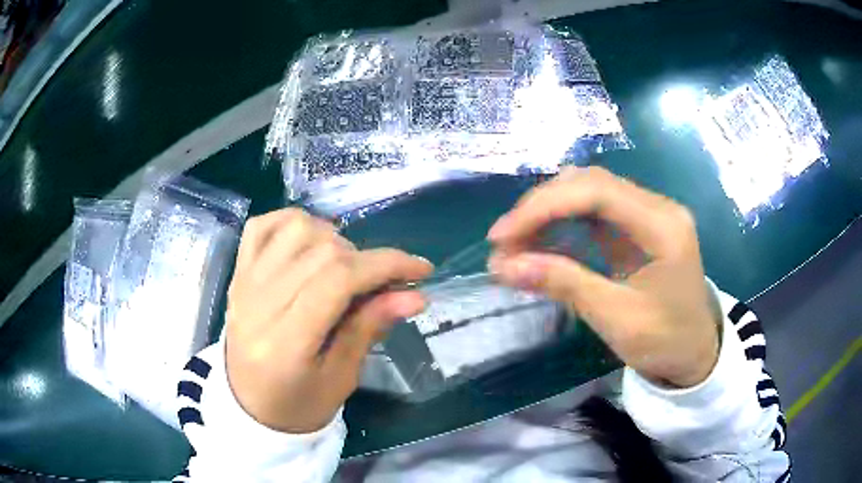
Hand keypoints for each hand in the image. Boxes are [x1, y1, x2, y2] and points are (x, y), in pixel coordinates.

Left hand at [225, 209, 432, 432]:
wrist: (249, 404)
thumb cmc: (298, 403)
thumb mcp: (342, 378)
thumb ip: (370, 329)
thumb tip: (414, 295)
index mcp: (286, 343)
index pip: (338, 280)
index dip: (386, 265)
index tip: (420, 270)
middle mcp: (258, 303)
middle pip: (321, 251)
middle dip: (367, 259)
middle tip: (382, 284)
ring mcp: (243, 282)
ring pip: (295, 228)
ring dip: (333, 238)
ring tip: (344, 268)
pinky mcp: (238, 273)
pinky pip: (263, 225)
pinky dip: (293, 222)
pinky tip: (310, 243)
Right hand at [487, 167, 719, 387]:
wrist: (695, 354)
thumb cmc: (666, 342)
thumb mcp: (617, 319)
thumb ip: (565, 285)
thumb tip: (503, 266)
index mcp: (663, 226)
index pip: (596, 192)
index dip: (543, 206)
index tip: (502, 236)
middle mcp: (657, 207)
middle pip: (589, 183)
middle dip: (540, 208)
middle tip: (503, 241)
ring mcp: (648, 214)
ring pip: (587, 192)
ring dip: (547, 213)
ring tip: (515, 244)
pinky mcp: (637, 227)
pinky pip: (593, 212)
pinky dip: (561, 224)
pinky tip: (540, 243)